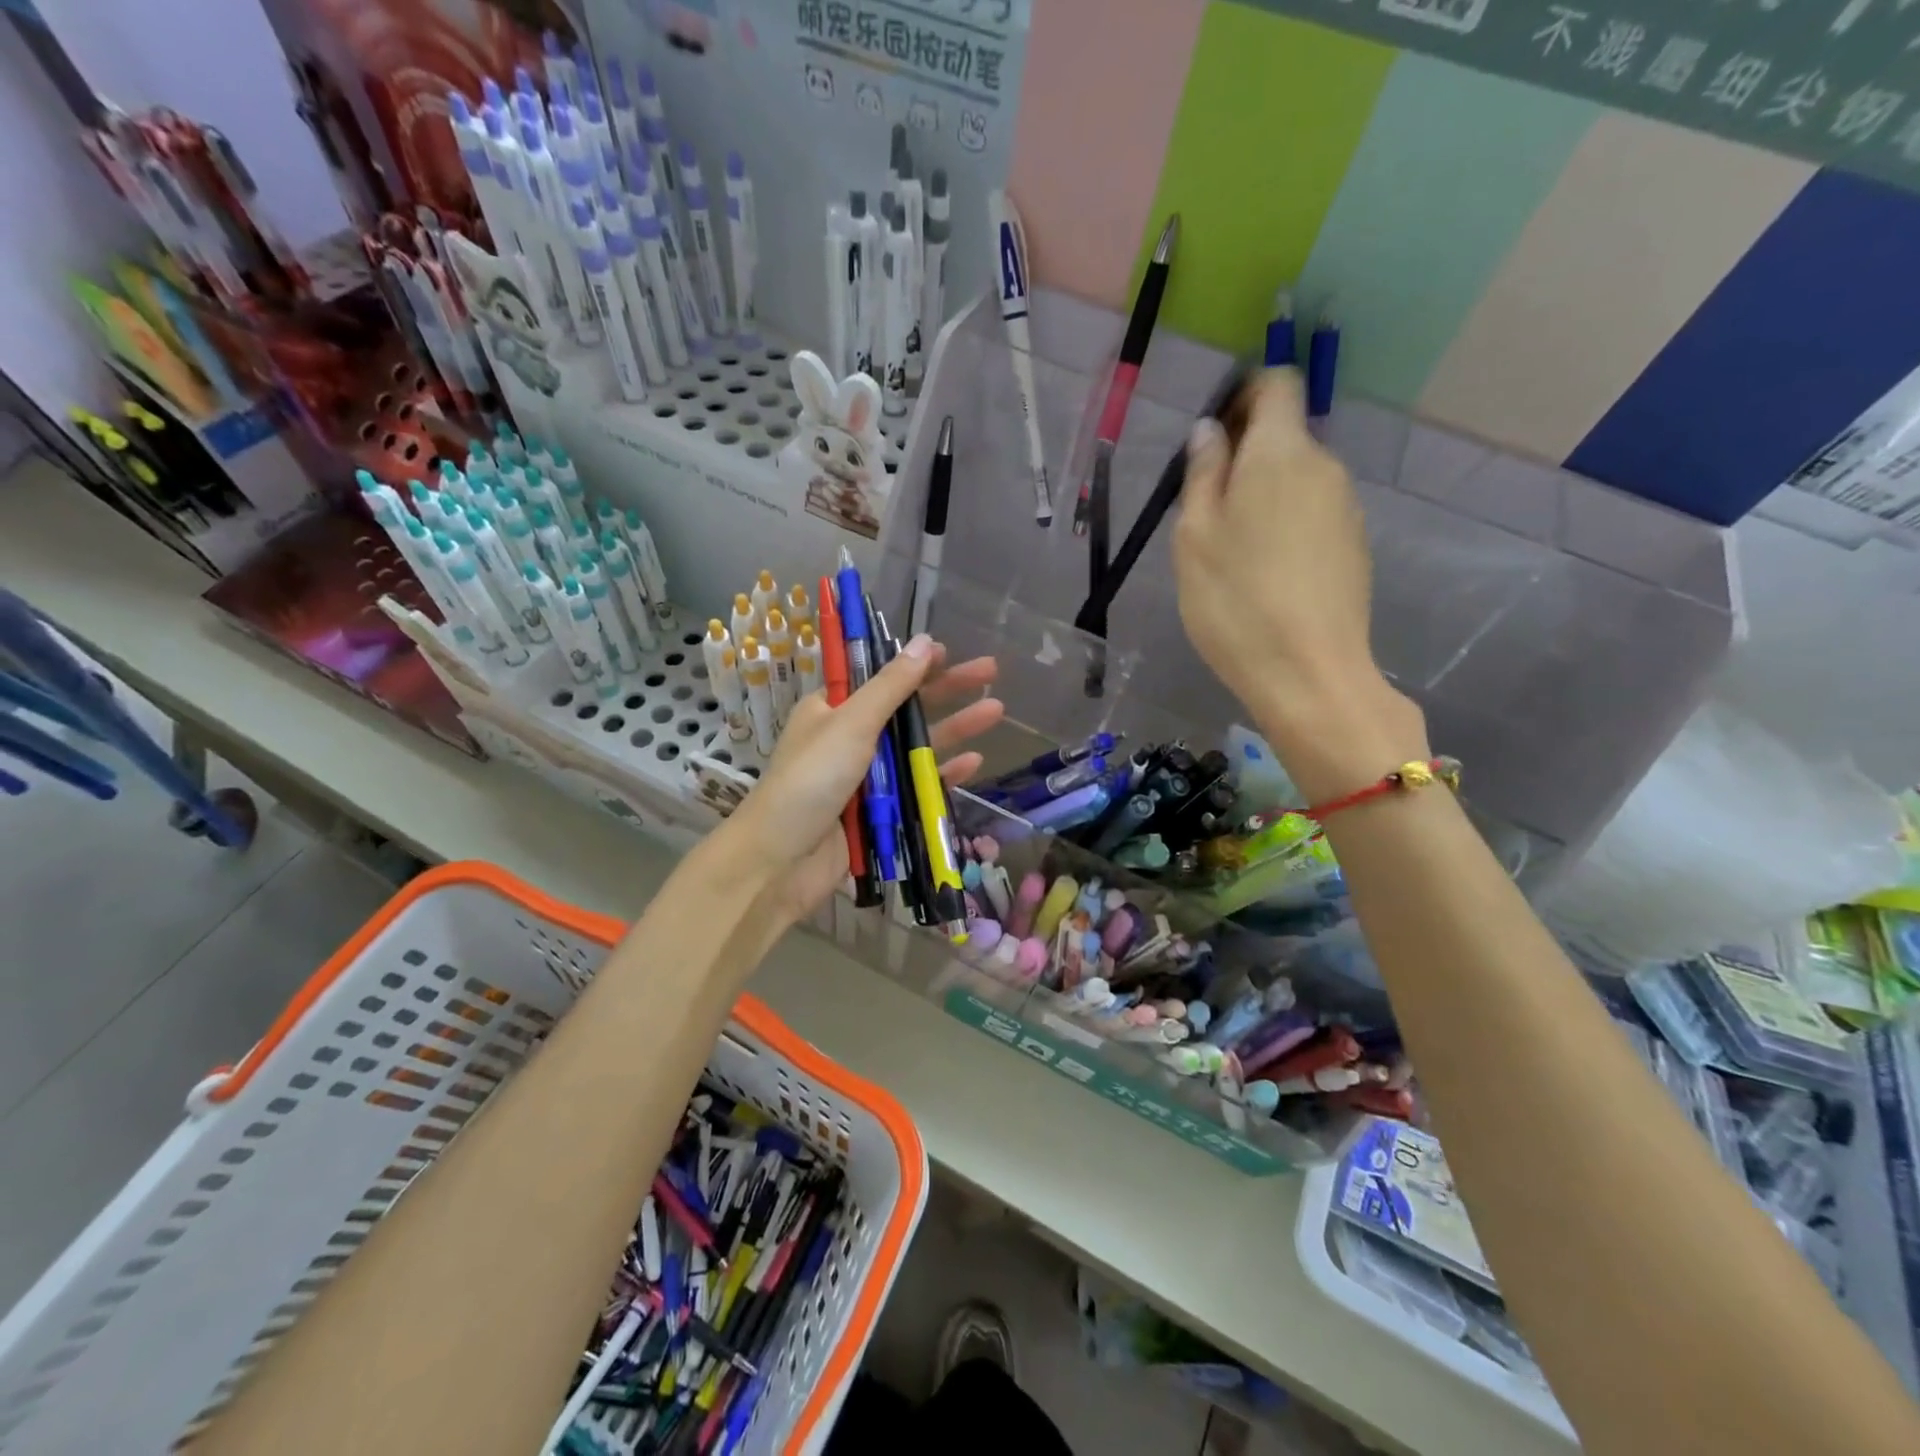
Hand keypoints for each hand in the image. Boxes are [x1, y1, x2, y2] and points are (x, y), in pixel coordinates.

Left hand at [721, 635, 1002, 926]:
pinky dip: (942, 773)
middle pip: (905, 707)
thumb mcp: (851, 723)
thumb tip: (924, 641)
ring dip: (954, 729)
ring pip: (916, 746)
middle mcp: (849, 738)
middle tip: (990, 671)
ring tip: (996, 712)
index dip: (913, 662)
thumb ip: (891, 685)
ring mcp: (865, 776)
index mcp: (832, 710)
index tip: (948, 650)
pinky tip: (974, 762)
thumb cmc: (810, 780)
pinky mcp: (878, 811)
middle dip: (947, 690)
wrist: (780, 861)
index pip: (879, 676)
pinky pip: (916, 786)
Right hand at [1173, 369, 1425, 799]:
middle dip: (1244, 456)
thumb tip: (1210, 431)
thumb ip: (1202, 474)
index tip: (1212, 436)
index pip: (1276, 385)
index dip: (1243, 394)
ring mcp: (1345, 508)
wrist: (1309, 673)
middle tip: (1206, 510)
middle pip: (1285, 436)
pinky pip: (1311, 515)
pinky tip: (1265, 575)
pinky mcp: (1353, 546)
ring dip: (1263, 496)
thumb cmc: (1235, 601)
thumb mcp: (1194, 537)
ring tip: (1232, 553)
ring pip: (1296, 480)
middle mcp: (1324, 467)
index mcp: (1280, 454)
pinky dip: (1285, 526)